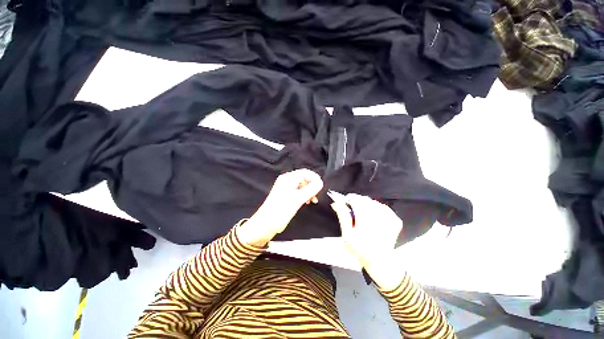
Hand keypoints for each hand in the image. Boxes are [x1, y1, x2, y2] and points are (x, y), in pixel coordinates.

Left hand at [238, 169, 322, 246]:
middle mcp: (286, 179)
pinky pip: (297, 190)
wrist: (266, 223)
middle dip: (312, 186)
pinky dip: (303, 195)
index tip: (321, 188)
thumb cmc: (282, 210)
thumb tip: (320, 182)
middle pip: (304, 178)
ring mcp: (285, 186)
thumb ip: (311, 189)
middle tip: (317, 196)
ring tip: (312, 201)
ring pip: (302, 185)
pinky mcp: (284, 194)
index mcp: (289, 178)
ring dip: (309, 191)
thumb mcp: (299, 199)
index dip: (315, 178)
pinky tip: (306, 202)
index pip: (306, 172)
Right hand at [331, 194, 405, 289]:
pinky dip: (378, 208)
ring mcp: (389, 220)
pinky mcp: (395, 221)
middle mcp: (379, 219)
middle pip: (366, 201)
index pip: (357, 202)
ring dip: (367, 204)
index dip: (350, 198)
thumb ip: (343, 217)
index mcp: (365, 222)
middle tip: (353, 204)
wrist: (379, 262)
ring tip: (362, 210)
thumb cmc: (361, 249)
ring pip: (375, 203)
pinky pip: (385, 208)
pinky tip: (373, 214)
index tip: (346, 199)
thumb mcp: (347, 234)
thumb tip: (336, 204)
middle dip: (358, 200)